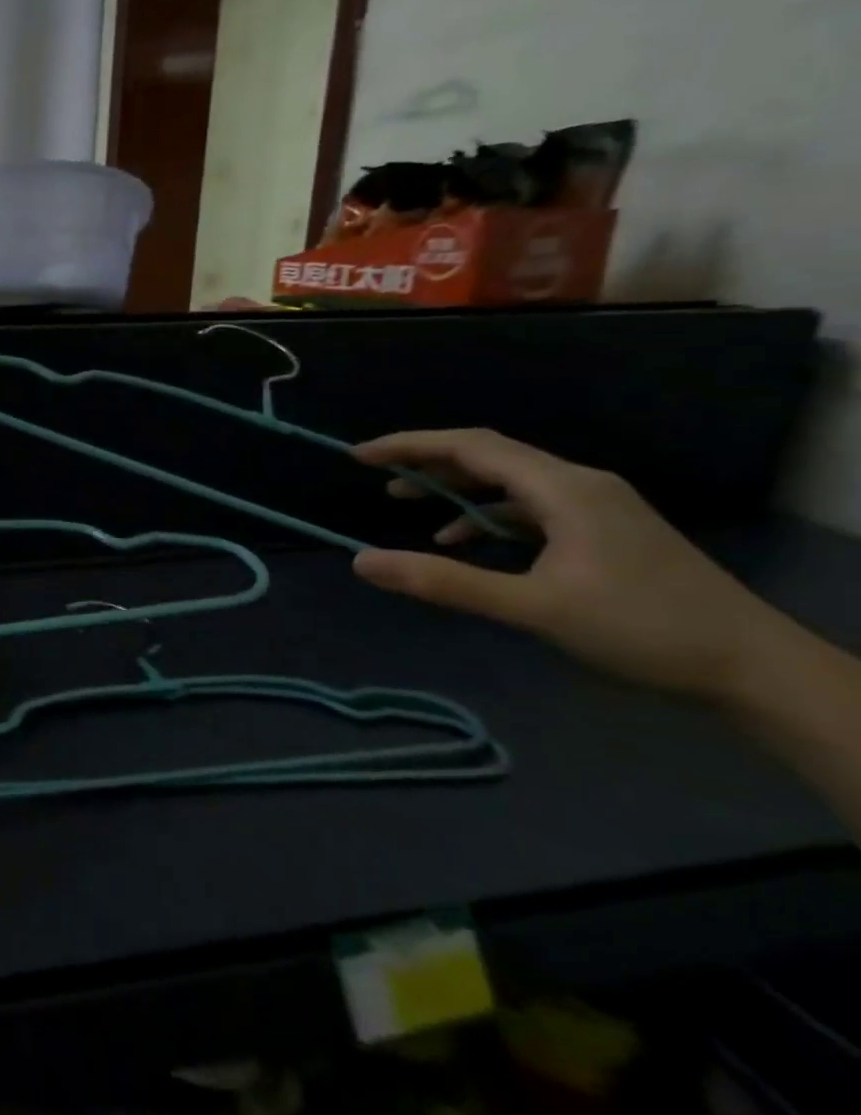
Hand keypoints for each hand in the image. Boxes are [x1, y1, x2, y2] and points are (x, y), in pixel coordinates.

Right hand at [351, 429, 795, 699]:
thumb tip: (362, 562)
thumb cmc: (642, 630)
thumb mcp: (533, 608)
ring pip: (509, 482)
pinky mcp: (604, 531)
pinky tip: (466, 541)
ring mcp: (596, 507)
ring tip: (408, 504)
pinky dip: (488, 516)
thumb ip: (445, 582)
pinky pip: (530, 508)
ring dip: (456, 489)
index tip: (360, 456)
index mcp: (564, 489)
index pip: (472, 447)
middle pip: (490, 456)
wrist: (754, 669)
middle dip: (428, 461)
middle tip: (377, 475)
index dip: (410, 445)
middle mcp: (579, 484)